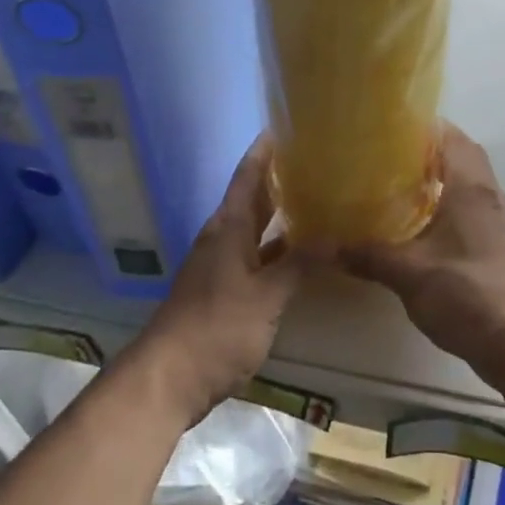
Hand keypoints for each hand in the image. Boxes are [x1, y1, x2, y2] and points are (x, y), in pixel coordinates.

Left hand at [134, 137, 300, 423]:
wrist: (169, 379)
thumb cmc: (216, 328)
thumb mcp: (265, 297)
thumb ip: (299, 264)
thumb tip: (335, 235)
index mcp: (229, 227)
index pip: (249, 175)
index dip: (265, 149)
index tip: (288, 125)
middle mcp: (224, 238)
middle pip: (254, 198)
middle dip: (281, 178)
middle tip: (318, 160)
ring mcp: (224, 265)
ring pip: (257, 229)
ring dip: (283, 215)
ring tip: (320, 198)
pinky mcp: (227, 291)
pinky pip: (258, 257)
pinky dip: (280, 250)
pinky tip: (304, 252)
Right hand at [340, 124, 504, 384]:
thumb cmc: (464, 292)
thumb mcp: (407, 272)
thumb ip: (365, 254)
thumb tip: (319, 246)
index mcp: (470, 186)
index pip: (450, 136)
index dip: (422, 126)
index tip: (389, 127)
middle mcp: (490, 193)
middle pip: (462, 153)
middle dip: (429, 148)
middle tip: (390, 154)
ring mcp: (500, 219)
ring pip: (470, 180)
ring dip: (442, 176)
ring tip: (401, 184)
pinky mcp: (501, 242)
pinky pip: (474, 204)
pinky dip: (451, 201)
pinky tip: (424, 223)